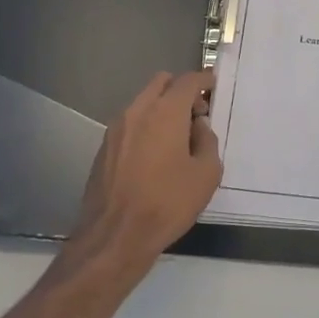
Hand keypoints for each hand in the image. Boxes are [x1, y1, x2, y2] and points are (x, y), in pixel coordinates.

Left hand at [72, 70, 222, 274]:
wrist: (115, 236)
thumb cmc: (167, 203)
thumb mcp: (206, 174)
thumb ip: (207, 141)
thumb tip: (197, 127)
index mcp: (165, 112)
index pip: (187, 81)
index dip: (204, 81)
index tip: (214, 87)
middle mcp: (137, 111)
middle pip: (161, 83)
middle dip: (181, 91)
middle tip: (196, 115)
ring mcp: (116, 128)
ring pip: (143, 102)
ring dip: (161, 109)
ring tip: (176, 139)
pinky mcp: (104, 147)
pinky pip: (130, 123)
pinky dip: (145, 126)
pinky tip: (154, 156)